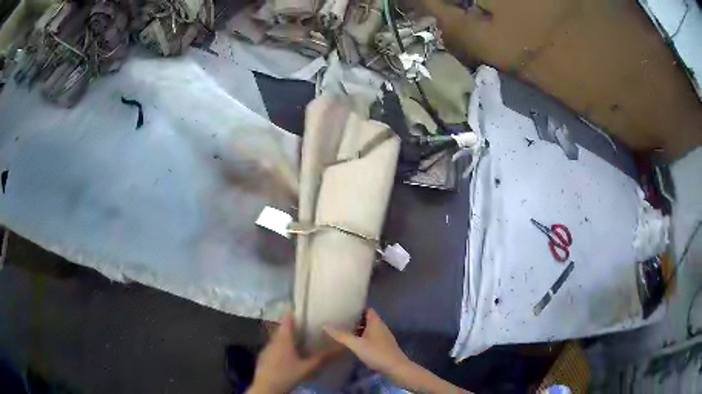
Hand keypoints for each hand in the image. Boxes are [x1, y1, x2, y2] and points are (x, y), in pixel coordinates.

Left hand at [247, 312, 339, 393]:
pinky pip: (274, 348)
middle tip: (308, 326)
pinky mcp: (264, 357)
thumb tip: (342, 347)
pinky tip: (290, 356)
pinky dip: (282, 347)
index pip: (287, 318)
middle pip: (283, 329)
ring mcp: (267, 349)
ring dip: (288, 338)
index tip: (303, 307)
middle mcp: (273, 340)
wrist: (266, 388)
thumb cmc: (287, 374)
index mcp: (283, 339)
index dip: (294, 311)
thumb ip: (324, 357)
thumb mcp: (308, 367)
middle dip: (294, 326)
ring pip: (278, 339)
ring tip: (301, 340)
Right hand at [324, 308, 410, 378]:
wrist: (395, 368)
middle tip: (339, 320)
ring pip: (368, 329)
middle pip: (367, 319)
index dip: (357, 307)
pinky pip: (371, 337)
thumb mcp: (357, 344)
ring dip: (358, 329)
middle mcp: (380, 327)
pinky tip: (353, 344)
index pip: (367, 309)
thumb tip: (325, 325)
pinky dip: (362, 338)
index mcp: (376, 322)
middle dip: (355, 319)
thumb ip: (341, 335)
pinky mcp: (383, 346)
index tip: (344, 308)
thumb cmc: (377, 353)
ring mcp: (382, 337)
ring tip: (343, 331)